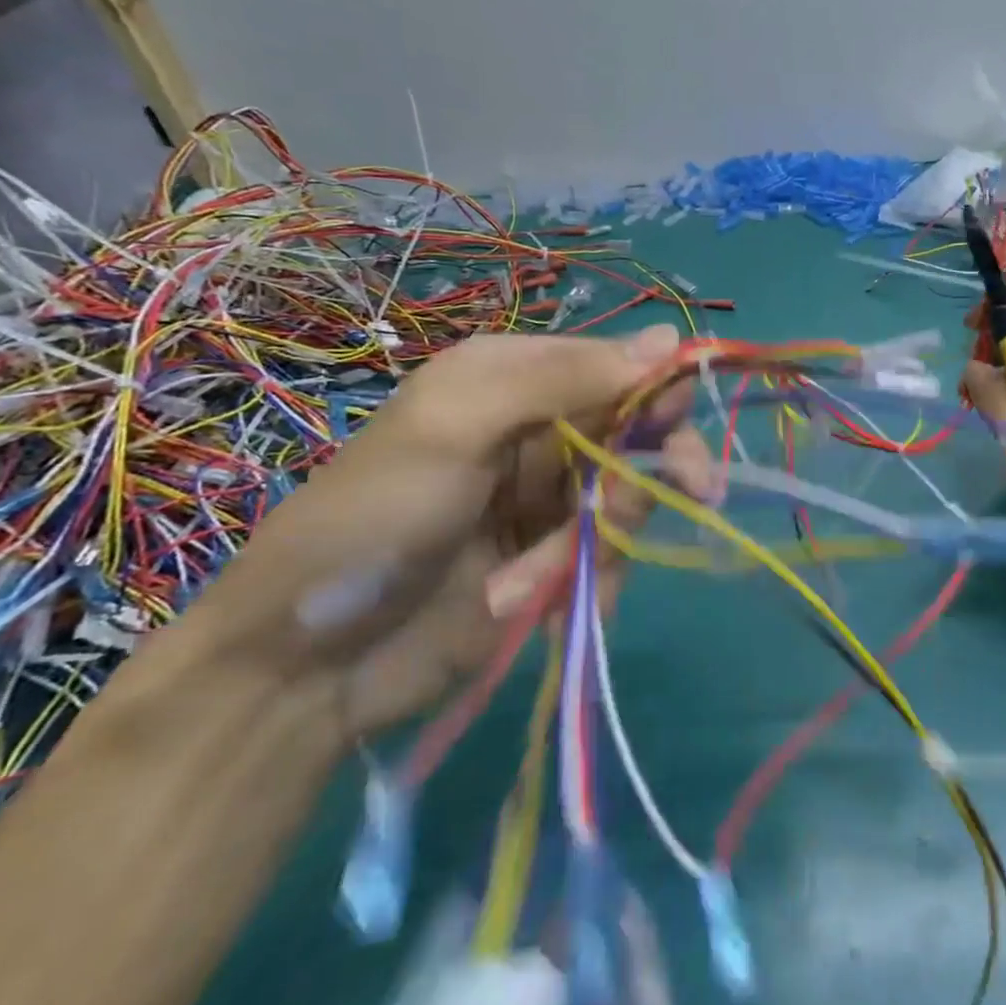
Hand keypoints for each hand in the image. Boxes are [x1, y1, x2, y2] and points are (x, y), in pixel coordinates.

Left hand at [174, 324, 706, 742]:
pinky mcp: (555, 563)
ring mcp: (550, 501)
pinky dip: (588, 580)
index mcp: (515, 379)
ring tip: (546, 574)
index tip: (683, 424)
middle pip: (638, 433)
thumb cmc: (376, 519)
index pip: (617, 367)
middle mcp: (540, 431)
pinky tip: (539, 602)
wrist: (306, 665)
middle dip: (654, 468)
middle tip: (699, 491)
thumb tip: (671, 339)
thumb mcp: (458, 426)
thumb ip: (564, 380)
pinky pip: (610, 556)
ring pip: (630, 499)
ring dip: (606, 536)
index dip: (659, 391)